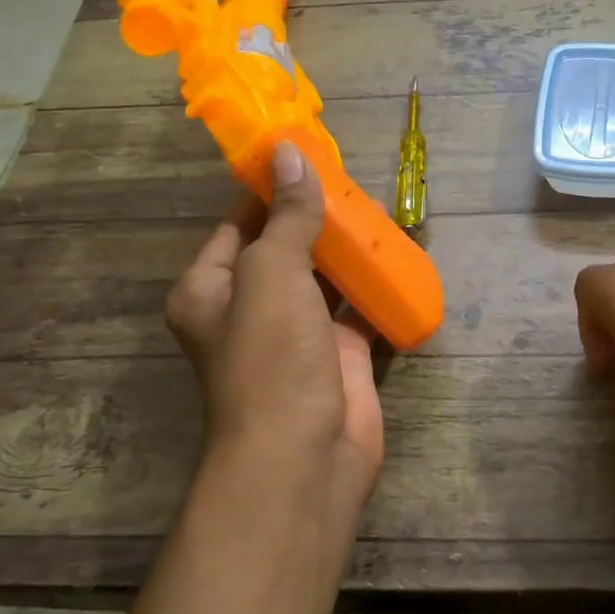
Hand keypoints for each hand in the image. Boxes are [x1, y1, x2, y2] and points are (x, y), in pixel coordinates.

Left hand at [166, 142, 384, 519]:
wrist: (303, 460)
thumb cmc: (270, 360)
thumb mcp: (271, 275)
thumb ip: (286, 216)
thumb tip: (289, 154)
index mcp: (212, 289)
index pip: (239, 224)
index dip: (270, 188)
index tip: (307, 155)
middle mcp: (250, 310)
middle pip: (285, 248)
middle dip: (317, 217)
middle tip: (356, 180)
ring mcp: (298, 336)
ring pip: (325, 279)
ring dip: (349, 250)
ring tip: (383, 209)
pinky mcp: (340, 358)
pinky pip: (359, 311)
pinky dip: (378, 288)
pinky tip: (402, 258)